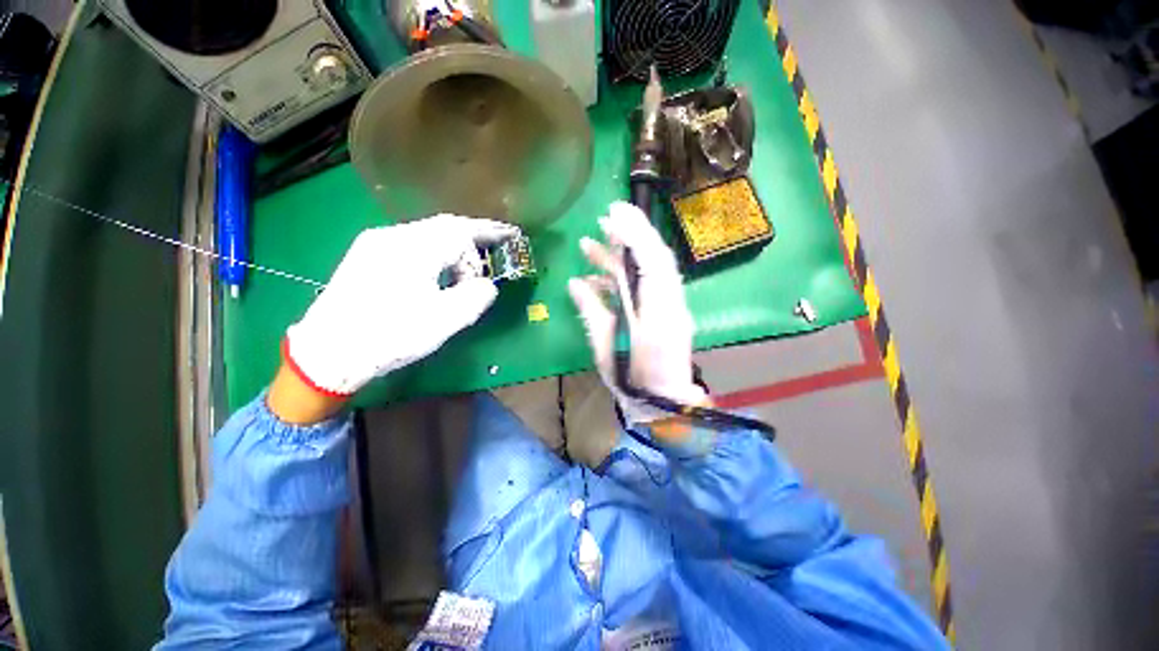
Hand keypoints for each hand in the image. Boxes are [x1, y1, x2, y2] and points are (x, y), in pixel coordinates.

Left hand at [284, 215, 516, 398]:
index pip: (460, 234)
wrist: (328, 353)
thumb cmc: (390, 336)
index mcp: (413, 249)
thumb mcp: (445, 320)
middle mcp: (393, 236)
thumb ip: (476, 297)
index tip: (502, 256)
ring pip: (428, 232)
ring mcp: (376, 243)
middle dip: (476, 231)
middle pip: (444, 225)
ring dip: (456, 242)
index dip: (486, 244)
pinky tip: (441, 266)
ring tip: (473, 259)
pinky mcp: (367, 256)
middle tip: (502, 236)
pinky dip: (437, 249)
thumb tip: (486, 285)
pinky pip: (413, 242)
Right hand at [568, 202, 707, 423]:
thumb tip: (576, 283)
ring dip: (621, 256)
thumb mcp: (606, 348)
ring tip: (591, 243)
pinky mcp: (662, 312)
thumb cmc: (633, 380)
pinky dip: (620, 279)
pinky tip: (594, 278)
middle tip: (604, 218)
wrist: (663, 402)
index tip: (614, 213)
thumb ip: (592, 311)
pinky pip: (643, 287)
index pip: (651, 262)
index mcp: (658, 312)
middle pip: (655, 258)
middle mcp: (669, 302)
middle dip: (630, 234)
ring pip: (647, 270)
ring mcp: (668, 306)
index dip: (634, 234)